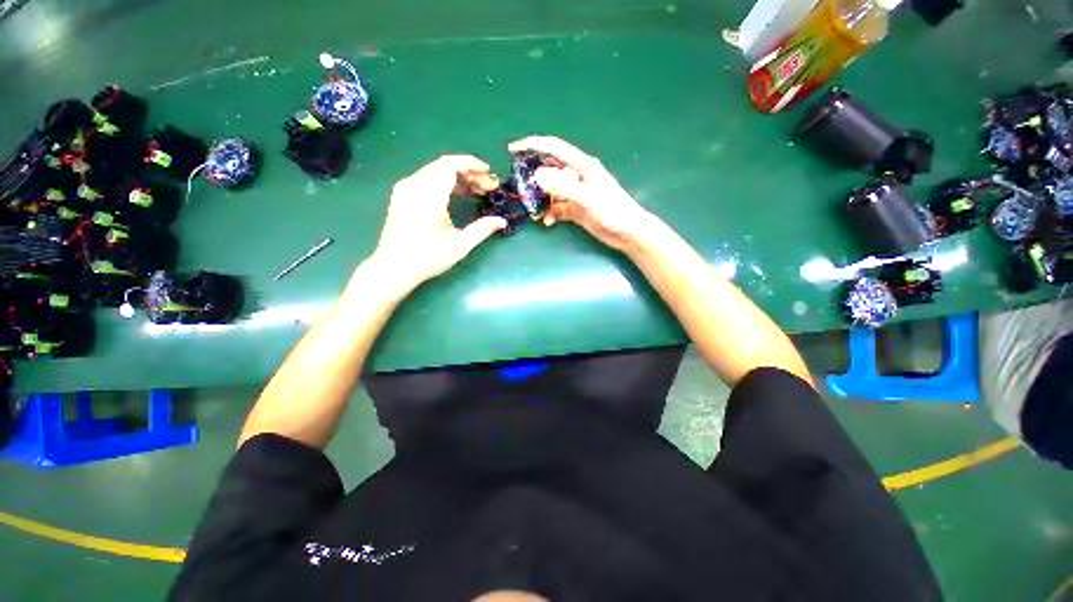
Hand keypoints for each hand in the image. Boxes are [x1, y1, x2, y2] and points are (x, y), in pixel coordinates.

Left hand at [372, 155, 505, 287]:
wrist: (394, 267)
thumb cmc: (428, 258)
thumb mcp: (459, 245)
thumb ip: (482, 229)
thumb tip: (502, 221)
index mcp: (429, 196)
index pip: (450, 165)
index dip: (471, 164)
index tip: (488, 172)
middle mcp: (414, 185)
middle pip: (444, 165)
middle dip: (469, 172)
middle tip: (487, 186)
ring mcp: (405, 188)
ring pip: (435, 170)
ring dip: (458, 176)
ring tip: (476, 190)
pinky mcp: (402, 194)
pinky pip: (426, 178)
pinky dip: (444, 181)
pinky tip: (457, 194)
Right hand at [508, 136, 654, 250]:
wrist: (628, 232)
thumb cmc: (612, 211)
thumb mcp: (587, 198)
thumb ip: (563, 187)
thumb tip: (537, 175)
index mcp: (582, 166)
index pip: (554, 148)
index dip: (533, 145)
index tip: (512, 149)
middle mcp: (577, 177)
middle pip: (549, 171)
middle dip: (533, 179)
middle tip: (520, 189)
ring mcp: (576, 194)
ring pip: (551, 193)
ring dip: (541, 201)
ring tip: (534, 213)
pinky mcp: (576, 209)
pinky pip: (557, 208)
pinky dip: (550, 214)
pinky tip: (548, 223)